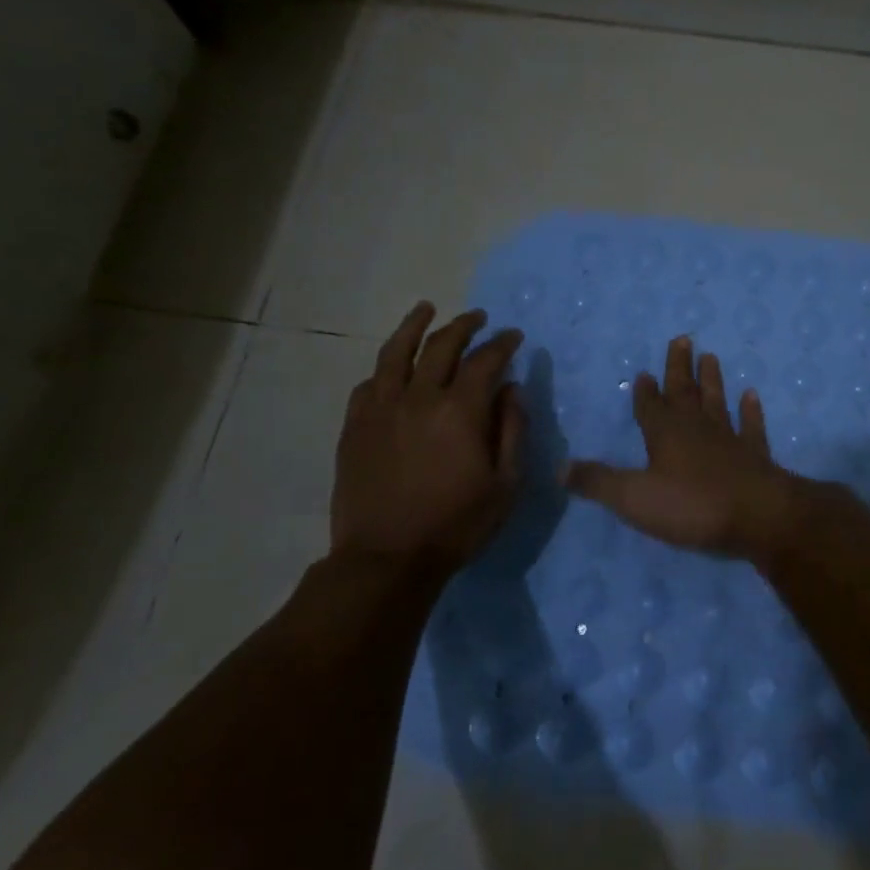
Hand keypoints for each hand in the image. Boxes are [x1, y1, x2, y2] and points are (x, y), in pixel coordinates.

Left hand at [331, 304, 525, 573]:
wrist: (387, 559)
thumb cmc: (457, 524)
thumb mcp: (505, 484)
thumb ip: (512, 430)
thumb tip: (511, 390)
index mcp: (461, 410)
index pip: (485, 360)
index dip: (502, 344)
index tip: (514, 336)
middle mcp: (419, 397)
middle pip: (441, 345)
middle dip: (464, 326)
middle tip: (478, 318)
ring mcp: (381, 409)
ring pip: (395, 352)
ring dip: (414, 326)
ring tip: (426, 310)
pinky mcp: (355, 427)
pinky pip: (369, 384)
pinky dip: (385, 368)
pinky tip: (392, 367)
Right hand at [563, 336, 801, 560]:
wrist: (757, 515)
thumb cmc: (691, 506)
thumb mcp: (634, 498)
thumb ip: (598, 482)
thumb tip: (560, 467)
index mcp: (665, 434)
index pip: (650, 406)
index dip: (645, 391)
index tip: (644, 372)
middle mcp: (696, 428)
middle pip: (685, 392)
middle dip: (680, 367)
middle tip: (683, 338)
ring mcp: (729, 439)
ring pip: (717, 401)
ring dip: (712, 380)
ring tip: (710, 356)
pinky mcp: (755, 455)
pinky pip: (752, 426)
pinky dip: (751, 411)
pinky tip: (751, 395)